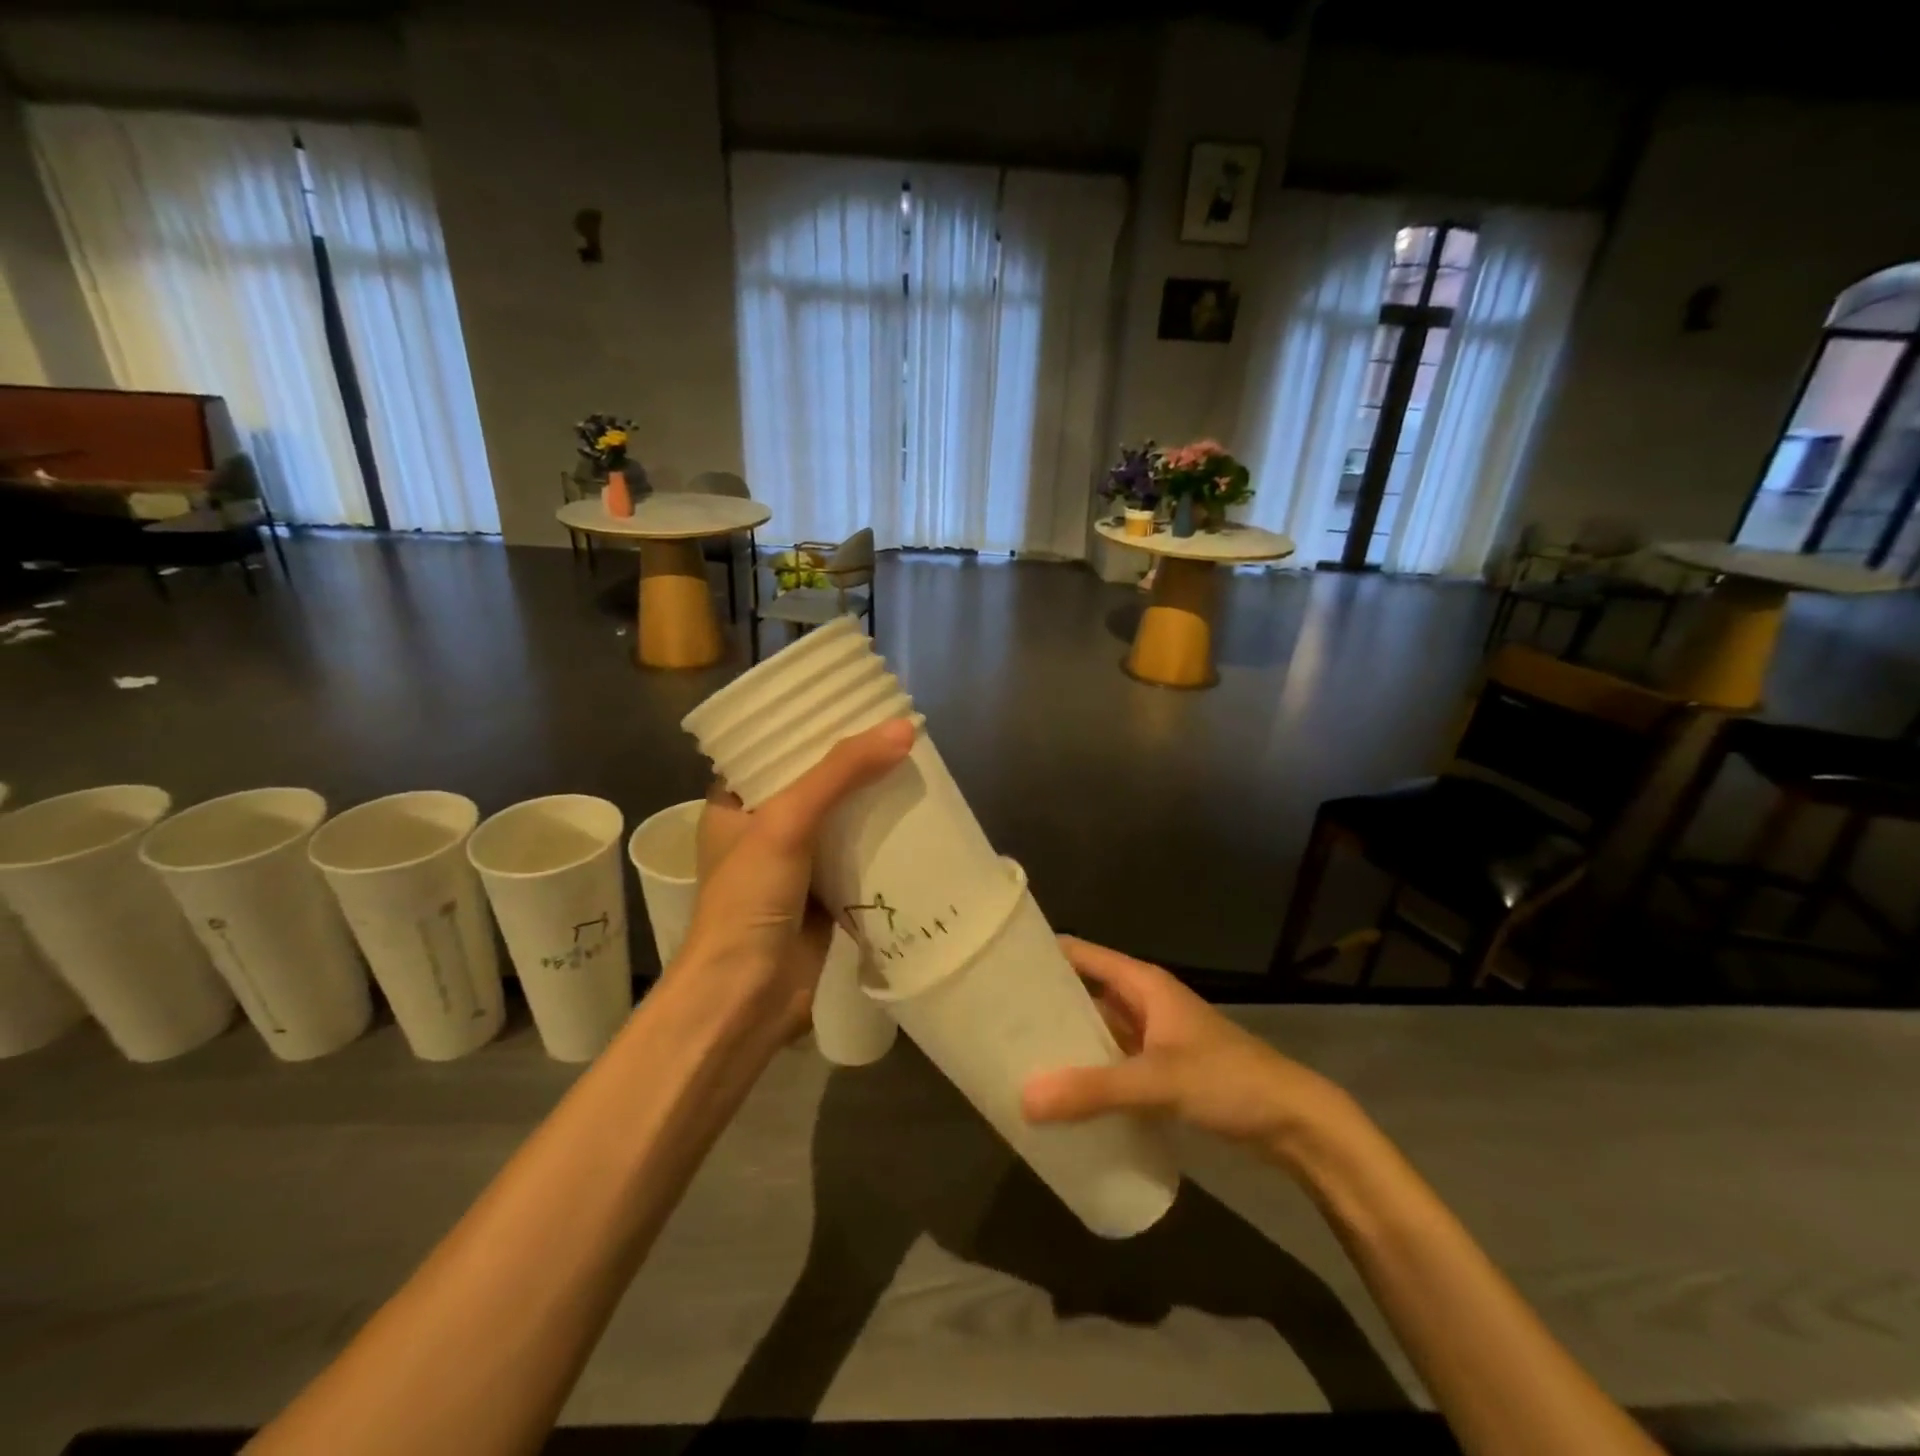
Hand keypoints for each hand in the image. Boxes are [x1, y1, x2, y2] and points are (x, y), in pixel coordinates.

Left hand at [674, 718, 913, 1036]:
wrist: (746, 996)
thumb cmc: (748, 900)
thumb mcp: (787, 822)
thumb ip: (842, 773)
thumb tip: (904, 728)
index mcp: (734, 803)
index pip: (772, 748)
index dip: (809, 725)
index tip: (851, 702)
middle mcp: (762, 828)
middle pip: (812, 781)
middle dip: (851, 761)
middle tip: (895, 731)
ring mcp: (793, 863)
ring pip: (838, 817)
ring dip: (869, 798)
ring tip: (912, 763)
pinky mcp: (822, 893)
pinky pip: (855, 853)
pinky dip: (880, 838)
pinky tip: (914, 816)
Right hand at [1021, 937, 1355, 1162]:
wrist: (1293, 1123)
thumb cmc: (1228, 1080)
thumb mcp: (1159, 1081)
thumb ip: (1094, 1090)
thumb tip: (1024, 1098)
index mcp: (1142, 984)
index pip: (1080, 954)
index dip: (1042, 954)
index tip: (997, 966)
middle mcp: (1143, 1002)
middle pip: (1084, 991)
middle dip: (1045, 1004)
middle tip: (995, 1020)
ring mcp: (1152, 1037)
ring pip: (1098, 1029)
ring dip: (1066, 1041)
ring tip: (1016, 1056)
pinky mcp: (1160, 1069)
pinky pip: (1113, 1061)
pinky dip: (1088, 1071)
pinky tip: (1060, 1093)